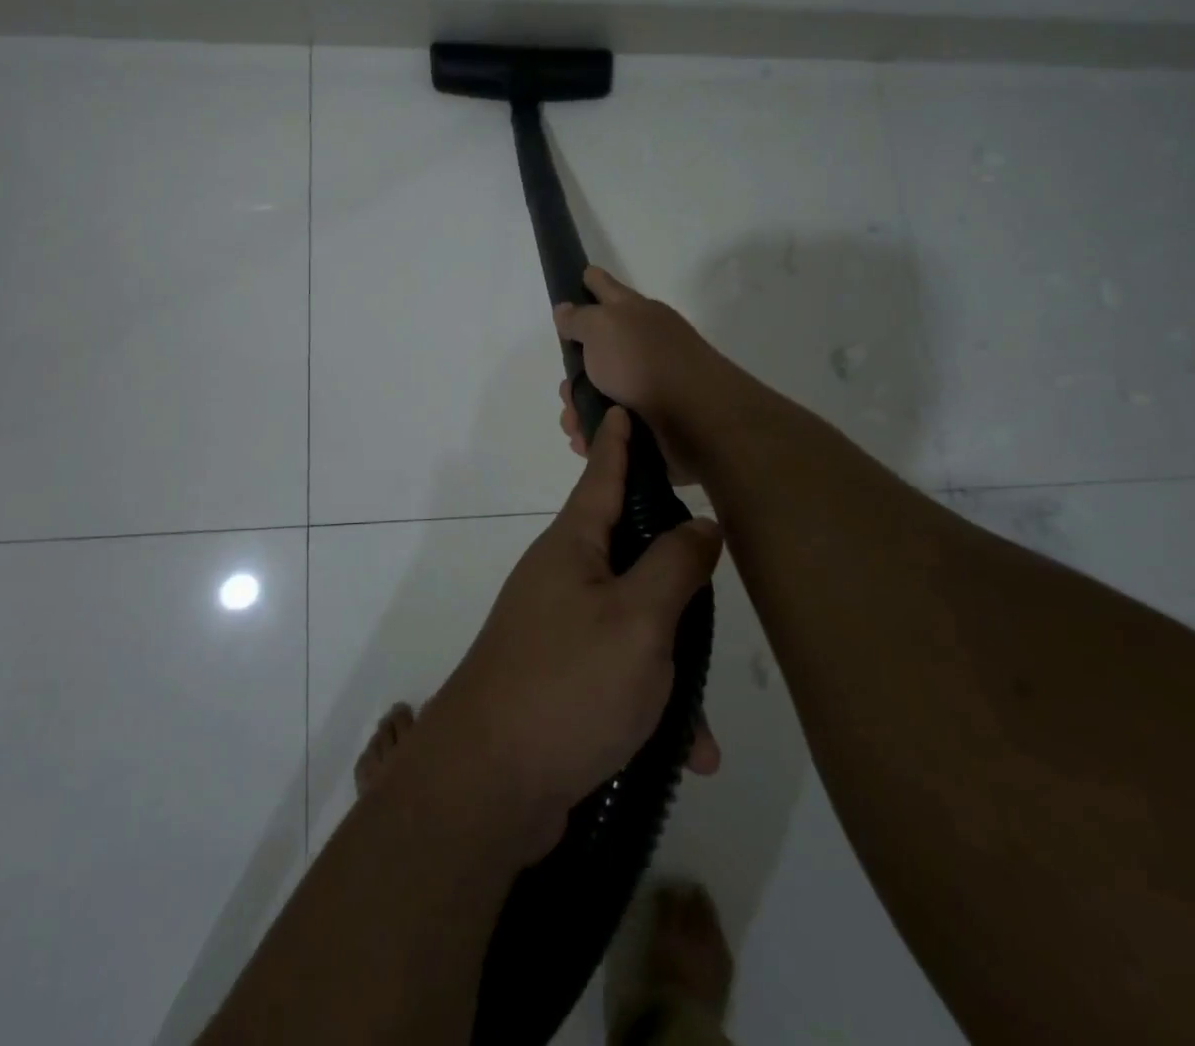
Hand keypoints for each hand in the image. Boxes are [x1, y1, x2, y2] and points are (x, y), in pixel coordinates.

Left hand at [421, 409, 722, 861]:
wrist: (486, 786)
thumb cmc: (567, 685)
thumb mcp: (638, 620)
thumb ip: (674, 565)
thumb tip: (700, 523)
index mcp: (572, 547)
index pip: (601, 476)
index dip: (617, 443)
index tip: (621, 407)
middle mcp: (560, 579)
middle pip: (628, 553)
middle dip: (673, 577)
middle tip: (708, 587)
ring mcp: (555, 631)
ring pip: (633, 625)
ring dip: (670, 668)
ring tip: (698, 726)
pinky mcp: (559, 680)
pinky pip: (619, 675)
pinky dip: (651, 707)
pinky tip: (683, 753)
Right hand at [554, 267, 725, 485]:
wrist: (695, 419)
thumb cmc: (644, 362)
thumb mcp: (603, 327)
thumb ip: (579, 319)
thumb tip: (565, 309)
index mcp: (634, 313)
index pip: (606, 288)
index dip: (591, 281)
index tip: (580, 276)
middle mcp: (642, 344)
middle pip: (595, 349)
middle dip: (572, 372)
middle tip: (566, 390)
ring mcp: (647, 383)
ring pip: (598, 391)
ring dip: (578, 408)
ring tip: (574, 424)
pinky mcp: (649, 420)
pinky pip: (610, 423)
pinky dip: (595, 432)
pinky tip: (584, 441)